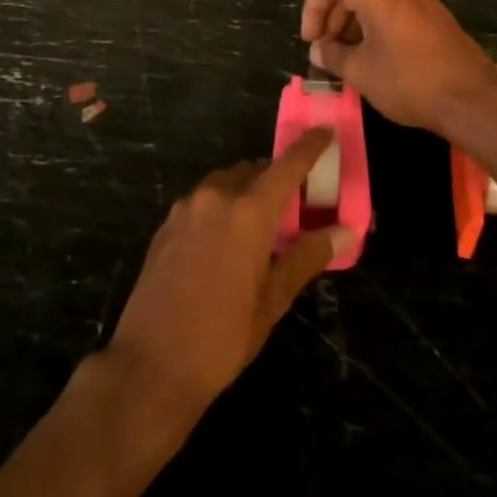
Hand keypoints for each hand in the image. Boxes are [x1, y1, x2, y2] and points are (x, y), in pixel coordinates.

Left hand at [106, 132, 354, 419]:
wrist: (150, 365)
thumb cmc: (222, 337)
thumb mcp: (273, 300)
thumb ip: (307, 256)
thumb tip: (345, 231)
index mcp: (248, 212)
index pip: (287, 165)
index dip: (309, 147)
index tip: (325, 132)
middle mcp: (216, 197)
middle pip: (254, 170)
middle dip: (276, 178)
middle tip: (294, 205)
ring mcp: (186, 208)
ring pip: (226, 183)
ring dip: (246, 191)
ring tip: (260, 226)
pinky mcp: (166, 224)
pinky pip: (203, 200)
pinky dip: (221, 206)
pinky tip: (225, 241)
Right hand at [300, 0, 496, 132]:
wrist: (471, 97)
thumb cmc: (408, 80)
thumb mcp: (360, 71)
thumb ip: (332, 55)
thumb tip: (318, 50)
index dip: (311, 11)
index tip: (312, 43)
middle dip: (331, 19)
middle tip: (326, 53)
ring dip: (352, 24)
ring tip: (347, 59)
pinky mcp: (432, 10)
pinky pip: (392, 7)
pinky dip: (374, 25)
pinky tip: (373, 56)